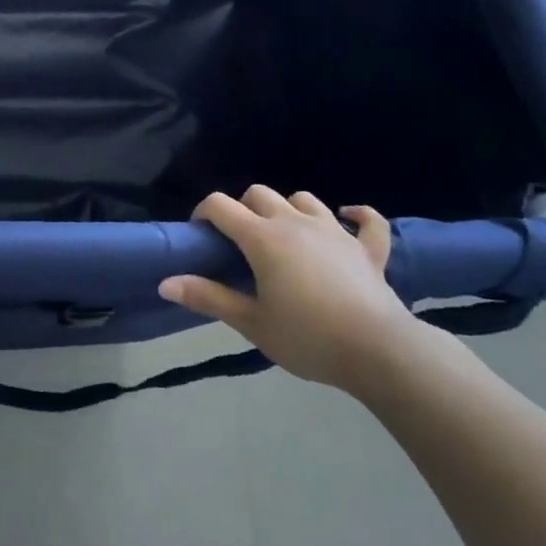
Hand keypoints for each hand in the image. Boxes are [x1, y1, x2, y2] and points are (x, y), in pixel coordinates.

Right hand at [158, 186, 422, 390]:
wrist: (380, 352)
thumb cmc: (308, 337)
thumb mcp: (252, 323)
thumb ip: (209, 298)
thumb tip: (164, 283)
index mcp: (262, 238)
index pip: (221, 206)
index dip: (204, 213)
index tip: (200, 235)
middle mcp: (295, 222)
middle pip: (259, 194)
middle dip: (244, 208)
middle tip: (241, 242)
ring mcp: (335, 231)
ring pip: (304, 199)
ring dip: (289, 209)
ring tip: (285, 233)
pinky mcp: (368, 249)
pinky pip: (367, 220)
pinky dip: (357, 215)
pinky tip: (347, 217)